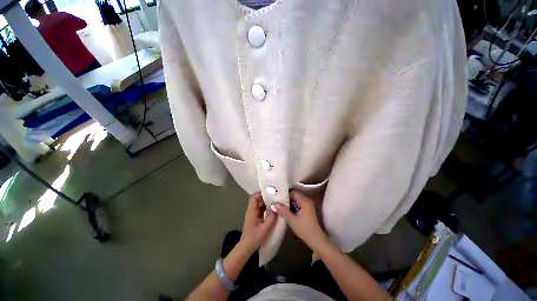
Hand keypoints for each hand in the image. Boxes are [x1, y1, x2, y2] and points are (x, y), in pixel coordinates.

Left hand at [239, 192, 276, 253]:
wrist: (246, 248)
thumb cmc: (254, 238)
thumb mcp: (265, 229)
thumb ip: (271, 218)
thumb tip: (276, 208)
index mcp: (251, 211)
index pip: (254, 197)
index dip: (261, 193)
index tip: (270, 193)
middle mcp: (251, 211)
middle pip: (257, 200)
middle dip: (266, 198)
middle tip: (275, 197)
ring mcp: (253, 214)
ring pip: (259, 205)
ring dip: (266, 203)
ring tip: (275, 202)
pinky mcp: (255, 218)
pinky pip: (261, 210)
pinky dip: (266, 208)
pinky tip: (273, 210)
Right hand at [274, 191, 327, 250]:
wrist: (315, 239)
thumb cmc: (304, 228)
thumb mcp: (292, 220)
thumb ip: (283, 211)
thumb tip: (274, 204)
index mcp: (304, 201)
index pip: (293, 192)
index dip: (285, 194)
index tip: (278, 197)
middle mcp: (307, 200)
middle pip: (295, 195)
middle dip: (286, 199)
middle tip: (277, 202)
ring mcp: (308, 205)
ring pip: (296, 200)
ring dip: (289, 203)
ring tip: (280, 206)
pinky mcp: (308, 210)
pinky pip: (299, 204)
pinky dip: (293, 206)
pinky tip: (287, 210)